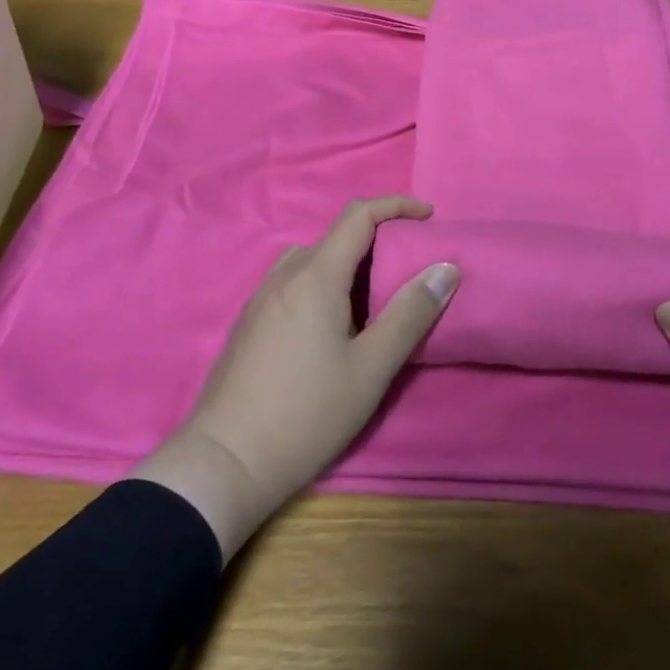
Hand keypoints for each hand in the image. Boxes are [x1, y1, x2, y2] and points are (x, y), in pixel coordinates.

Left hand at [133, 197, 458, 561]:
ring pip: (312, 261)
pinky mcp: (248, 323)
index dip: (397, 206)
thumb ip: (411, 314)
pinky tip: (333, 326)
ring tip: (375, 299)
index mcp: (315, 276)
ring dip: (349, 265)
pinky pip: (294, 283)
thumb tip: (445, 268)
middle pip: (336, 237)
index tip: (429, 216)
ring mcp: (260, 298)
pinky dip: (324, 284)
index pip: (359, 216)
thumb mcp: (371, 368)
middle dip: (378, 240)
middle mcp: (284, 275)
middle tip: (409, 270)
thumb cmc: (306, 413)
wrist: (223, 463)